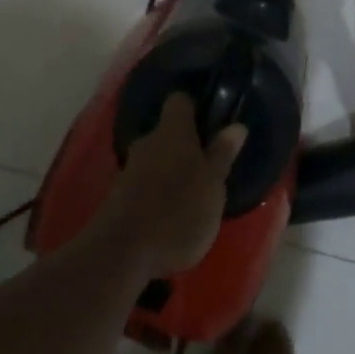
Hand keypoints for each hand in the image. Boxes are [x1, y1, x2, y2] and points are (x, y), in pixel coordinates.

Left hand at [99, 94, 245, 275]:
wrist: (122, 252)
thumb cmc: (179, 211)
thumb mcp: (213, 185)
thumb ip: (222, 154)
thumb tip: (236, 125)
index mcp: (173, 131)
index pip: (180, 101)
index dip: (195, 108)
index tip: (212, 124)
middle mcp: (148, 141)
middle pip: (168, 132)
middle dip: (186, 146)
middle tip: (208, 167)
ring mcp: (129, 168)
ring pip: (156, 159)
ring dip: (172, 171)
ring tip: (192, 196)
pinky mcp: (118, 195)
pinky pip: (144, 183)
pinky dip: (157, 192)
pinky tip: (170, 215)